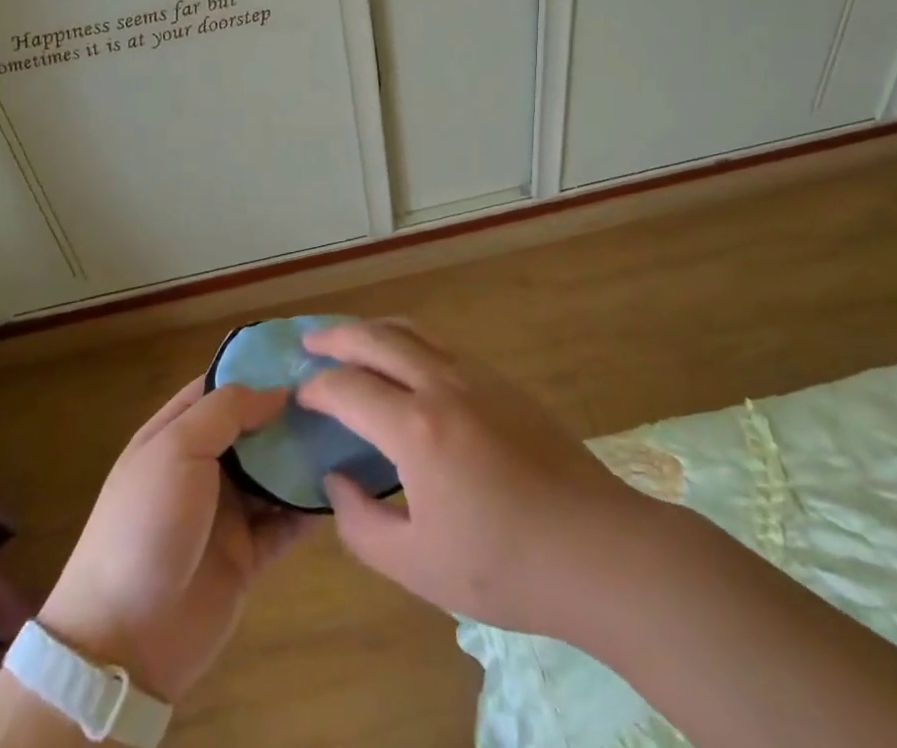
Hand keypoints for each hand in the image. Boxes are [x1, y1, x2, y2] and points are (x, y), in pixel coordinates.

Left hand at [38, 379, 314, 702]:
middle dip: (291, 412)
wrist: (124, 641)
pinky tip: (346, 484)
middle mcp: (203, 466)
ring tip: (353, 430)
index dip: (258, 370)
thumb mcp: (176, 449)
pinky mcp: (248, 554)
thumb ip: (226, 411)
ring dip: (306, 455)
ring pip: (275, 472)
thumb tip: (277, 391)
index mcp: (176, 434)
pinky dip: (311, 505)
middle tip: (343, 391)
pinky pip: (286, 521)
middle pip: (254, 428)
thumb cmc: (145, 525)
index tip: (305, 355)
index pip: (221, 388)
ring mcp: (226, 512)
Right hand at [298, 318, 644, 639]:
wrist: (597, 548)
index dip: (317, 388)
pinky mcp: (502, 380)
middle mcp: (441, 384)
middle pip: (376, 338)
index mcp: (416, 428)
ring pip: (412, 329)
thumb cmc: (505, 566)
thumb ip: (362, 525)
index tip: (299, 395)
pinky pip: (441, 343)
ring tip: (350, 338)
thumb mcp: (418, 566)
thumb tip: (335, 481)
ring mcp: (476, 375)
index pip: (348, 388)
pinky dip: (408, 338)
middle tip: (309, 341)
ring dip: (374, 328)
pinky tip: (405, 360)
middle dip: (336, 336)